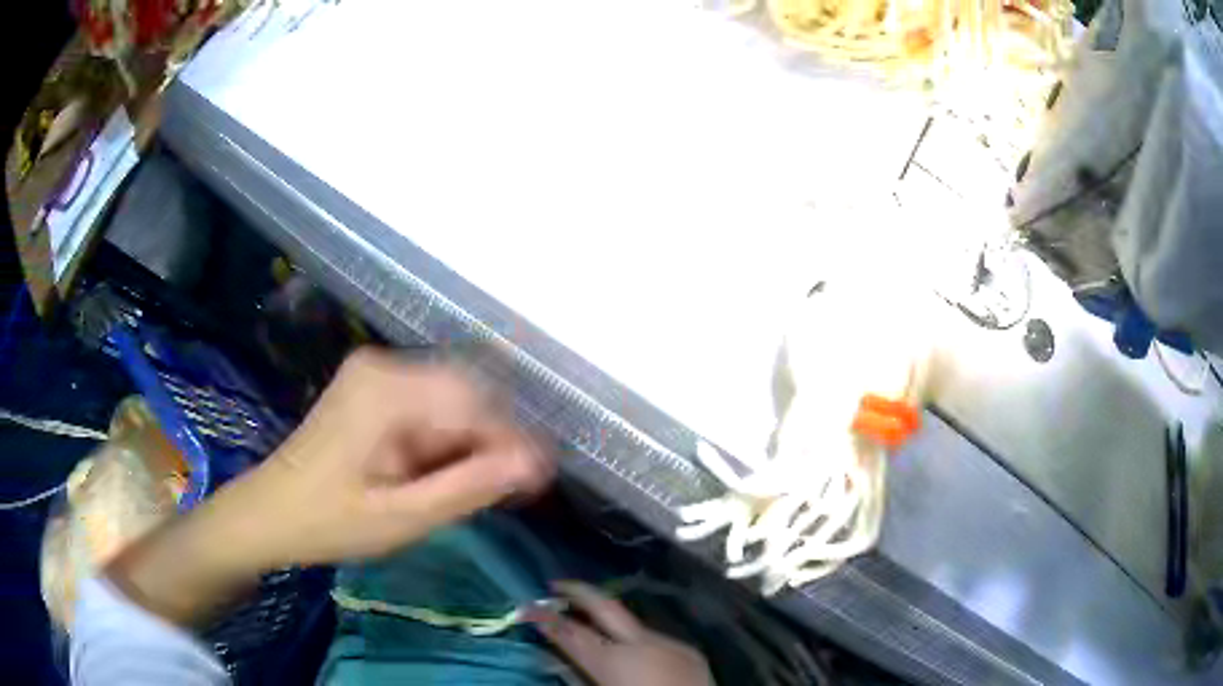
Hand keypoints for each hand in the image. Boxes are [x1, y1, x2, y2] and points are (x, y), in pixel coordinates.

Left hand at [107, 348, 552, 624]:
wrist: (268, 514)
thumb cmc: (329, 522)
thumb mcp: (403, 517)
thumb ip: (469, 487)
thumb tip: (534, 464)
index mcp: (387, 389)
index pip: (474, 401)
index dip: (513, 440)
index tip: (539, 482)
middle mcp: (383, 365)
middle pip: (464, 393)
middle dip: (493, 441)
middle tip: (511, 490)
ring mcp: (374, 373)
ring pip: (448, 399)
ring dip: (469, 442)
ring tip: (479, 487)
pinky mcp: (370, 387)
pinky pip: (427, 404)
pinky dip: (444, 439)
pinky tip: (442, 472)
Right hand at [528, 582, 713, 685]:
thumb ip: (576, 677)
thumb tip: (553, 659)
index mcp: (614, 661)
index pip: (570, 632)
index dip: (544, 618)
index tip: (525, 607)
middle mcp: (642, 643)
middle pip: (605, 607)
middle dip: (578, 592)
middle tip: (556, 585)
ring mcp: (670, 644)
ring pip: (633, 624)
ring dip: (611, 623)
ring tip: (593, 627)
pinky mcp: (690, 652)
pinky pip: (656, 640)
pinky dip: (637, 642)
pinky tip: (635, 656)